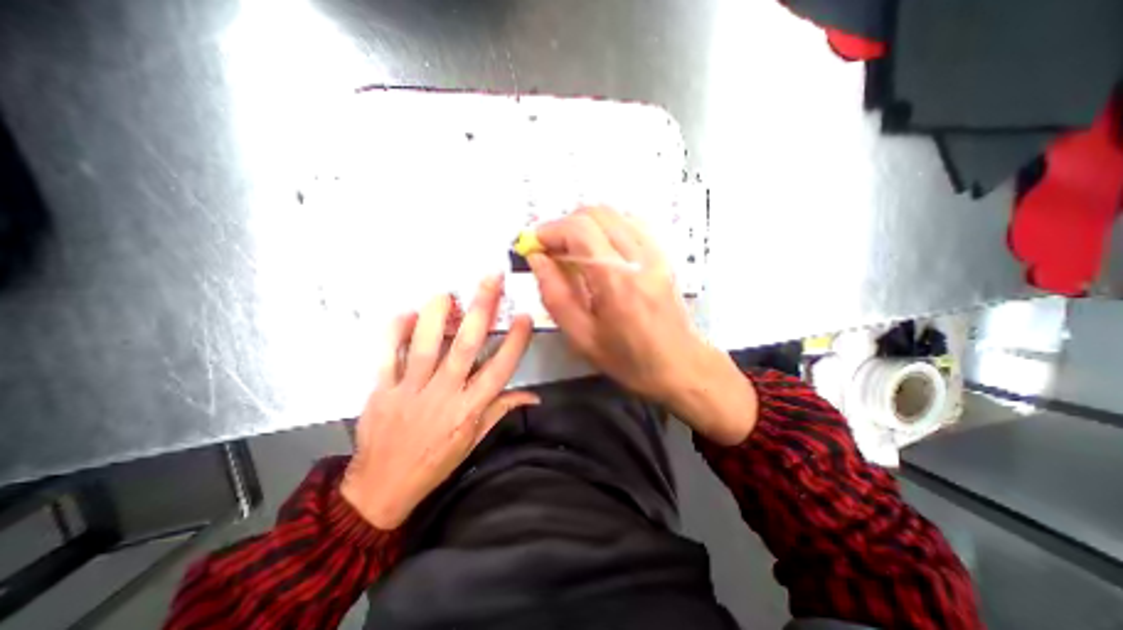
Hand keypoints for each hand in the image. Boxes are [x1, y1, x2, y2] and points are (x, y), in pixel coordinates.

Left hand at [339, 278, 536, 528]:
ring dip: (436, 315)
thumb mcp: (475, 440)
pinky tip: (405, 314)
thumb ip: (501, 410)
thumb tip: (533, 396)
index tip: (524, 316)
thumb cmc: (436, 462)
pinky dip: (394, 333)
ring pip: (425, 346)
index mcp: (469, 409)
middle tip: (490, 280)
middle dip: (481, 310)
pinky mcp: (382, 390)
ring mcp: (410, 391)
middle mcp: (444, 394)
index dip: (514, 342)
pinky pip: (386, 356)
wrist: (382, 488)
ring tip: (446, 292)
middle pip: (466, 347)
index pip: (500, 370)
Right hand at [533, 208, 757, 442]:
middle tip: (551, 249)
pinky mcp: (662, 254)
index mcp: (616, 280)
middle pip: (596, 212)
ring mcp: (654, 252)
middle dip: (565, 225)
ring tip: (572, 250)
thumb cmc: (629, 358)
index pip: (579, 230)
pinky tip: (598, 251)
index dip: (550, 230)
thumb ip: (555, 294)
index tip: (534, 244)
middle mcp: (638, 257)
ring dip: (585, 225)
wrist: (679, 364)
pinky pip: (630, 224)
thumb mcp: (582, 336)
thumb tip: (537, 259)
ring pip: (613, 214)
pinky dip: (606, 228)